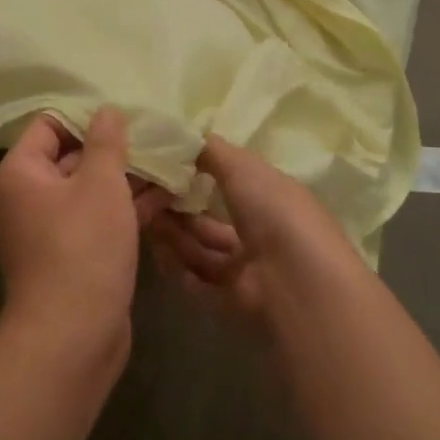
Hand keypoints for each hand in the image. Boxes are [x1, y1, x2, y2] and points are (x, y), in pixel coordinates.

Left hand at [0, 108, 170, 359]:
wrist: (72, 338)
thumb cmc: (83, 248)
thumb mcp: (100, 184)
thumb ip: (106, 141)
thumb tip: (107, 110)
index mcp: (21, 172)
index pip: (49, 125)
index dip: (86, 117)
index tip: (125, 115)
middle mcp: (28, 197)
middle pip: (71, 155)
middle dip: (114, 148)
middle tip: (156, 136)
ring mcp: (50, 229)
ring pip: (90, 189)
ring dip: (127, 178)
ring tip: (171, 162)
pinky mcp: (73, 254)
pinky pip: (98, 218)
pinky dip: (126, 207)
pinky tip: (168, 196)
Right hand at [146, 135, 360, 329]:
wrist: (297, 284)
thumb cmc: (275, 212)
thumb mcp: (242, 167)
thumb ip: (210, 151)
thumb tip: (181, 137)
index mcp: (271, 198)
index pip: (231, 182)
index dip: (197, 172)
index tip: (163, 163)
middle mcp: (260, 233)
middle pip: (209, 219)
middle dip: (177, 206)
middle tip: (144, 192)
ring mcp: (247, 271)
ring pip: (200, 249)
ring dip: (172, 233)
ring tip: (143, 215)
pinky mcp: (231, 302)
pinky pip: (197, 280)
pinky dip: (176, 266)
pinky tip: (156, 249)